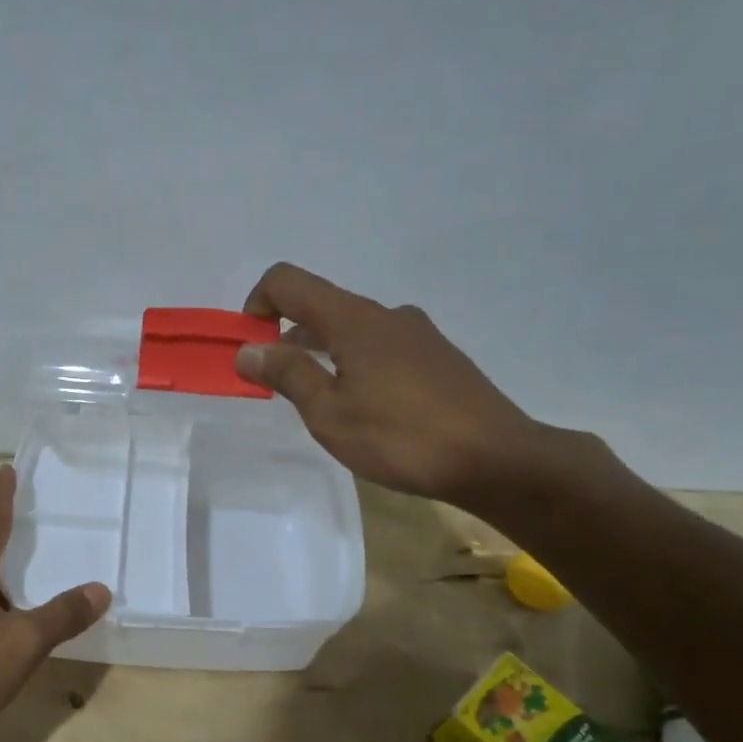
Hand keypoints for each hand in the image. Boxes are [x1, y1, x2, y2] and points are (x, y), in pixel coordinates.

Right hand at [234, 262, 551, 511]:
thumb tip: (247, 349)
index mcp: (353, 319)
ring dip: (323, 352)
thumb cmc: (401, 437)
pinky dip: (356, 363)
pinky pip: (382, 347)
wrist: (495, 460)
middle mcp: (386, 314)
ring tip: (320, 401)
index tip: (250, 345)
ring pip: (353, 329)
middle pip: (321, 305)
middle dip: (287, 335)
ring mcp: (418, 334)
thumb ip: (287, 375)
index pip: (288, 281)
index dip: (257, 303)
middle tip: (276, 383)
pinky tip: (366, 409)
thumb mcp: (330, 413)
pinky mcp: (438, 358)